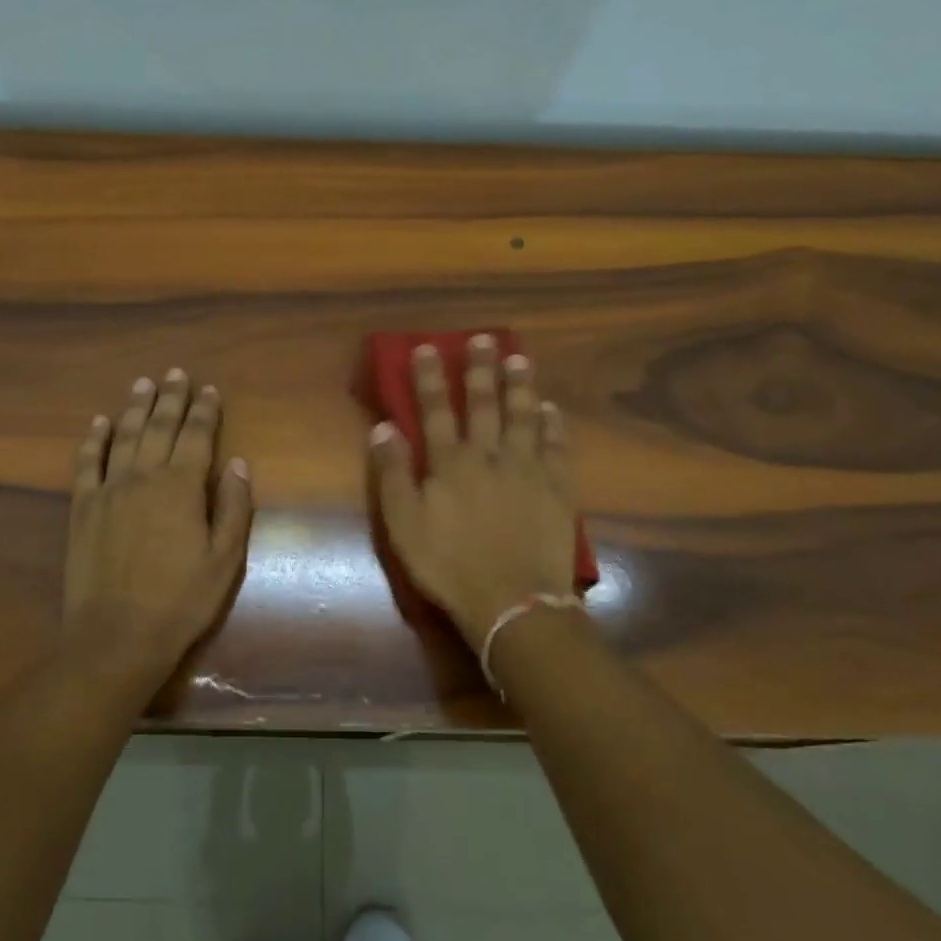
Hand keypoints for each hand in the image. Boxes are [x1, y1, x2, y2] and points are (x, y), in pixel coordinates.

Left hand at [64, 369, 253, 684]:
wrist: (116, 636)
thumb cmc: (180, 601)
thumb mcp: (225, 560)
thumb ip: (233, 507)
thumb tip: (237, 463)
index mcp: (182, 487)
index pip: (197, 436)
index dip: (205, 411)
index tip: (209, 389)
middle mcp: (144, 477)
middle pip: (159, 427)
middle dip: (170, 398)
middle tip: (175, 372)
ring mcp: (108, 490)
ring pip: (124, 436)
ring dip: (134, 407)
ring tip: (142, 383)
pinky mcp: (82, 508)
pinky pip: (87, 463)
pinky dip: (94, 439)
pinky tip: (99, 422)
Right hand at [371, 335, 577, 650]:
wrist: (513, 601)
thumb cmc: (449, 565)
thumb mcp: (404, 524)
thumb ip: (393, 474)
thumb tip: (383, 428)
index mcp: (450, 463)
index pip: (436, 410)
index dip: (430, 377)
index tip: (428, 346)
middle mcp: (489, 455)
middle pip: (484, 404)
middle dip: (481, 369)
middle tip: (484, 339)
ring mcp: (528, 470)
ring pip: (523, 417)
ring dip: (520, 386)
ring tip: (520, 359)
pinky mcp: (557, 489)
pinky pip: (557, 448)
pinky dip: (555, 426)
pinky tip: (552, 410)